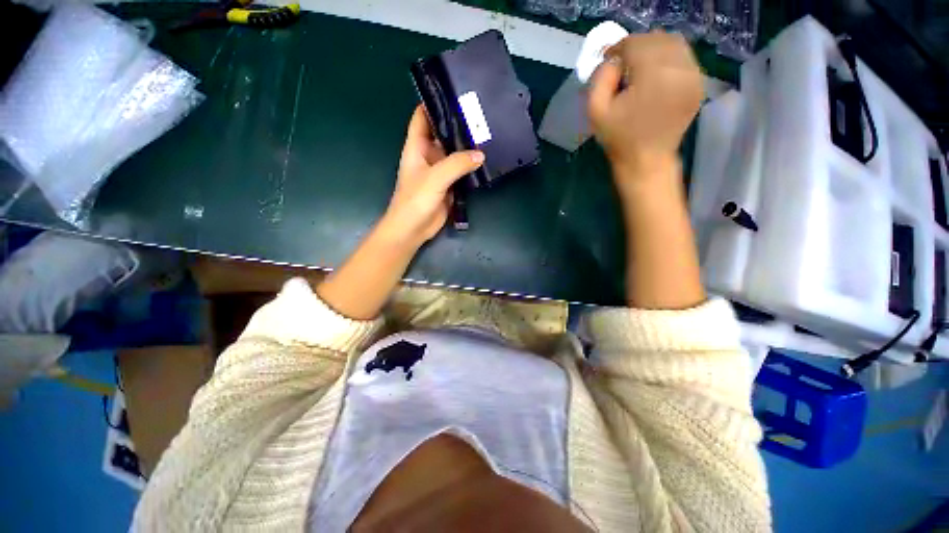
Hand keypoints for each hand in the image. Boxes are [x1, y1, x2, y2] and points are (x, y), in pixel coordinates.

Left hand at [379, 105, 484, 247]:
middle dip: (457, 125)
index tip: (453, 92)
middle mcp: (428, 156)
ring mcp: (440, 171)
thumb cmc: (415, 200)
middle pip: (443, 134)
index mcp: (417, 147)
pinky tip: (485, 160)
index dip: (433, 103)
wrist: (414, 229)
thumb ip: (456, 164)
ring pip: (454, 153)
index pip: (422, 117)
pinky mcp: (449, 185)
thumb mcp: (435, 177)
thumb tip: (480, 154)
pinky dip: (471, 166)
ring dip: (467, 147)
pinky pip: (461, 171)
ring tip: (487, 133)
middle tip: (480, 113)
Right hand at [588, 31, 703, 181]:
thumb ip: (601, 77)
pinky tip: (656, 76)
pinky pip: (684, 58)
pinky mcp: (698, 84)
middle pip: (657, 39)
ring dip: (654, 50)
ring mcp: (693, 76)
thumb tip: (614, 60)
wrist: (646, 161)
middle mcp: (679, 69)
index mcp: (653, 76)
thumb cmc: (618, 139)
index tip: (610, 63)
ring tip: (640, 68)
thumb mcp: (596, 111)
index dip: (619, 49)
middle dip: (637, 47)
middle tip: (624, 64)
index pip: (636, 43)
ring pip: (674, 44)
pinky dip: (669, 59)